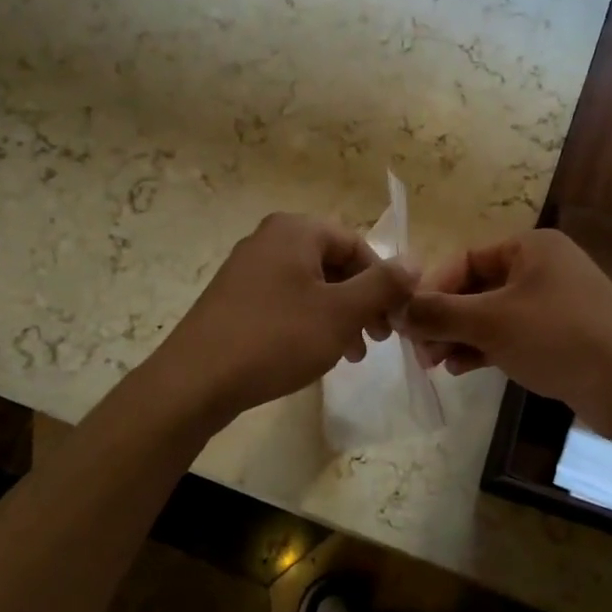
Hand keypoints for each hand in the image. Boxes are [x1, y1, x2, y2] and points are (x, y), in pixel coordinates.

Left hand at [152, 213, 415, 425]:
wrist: (196, 380)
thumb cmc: (277, 338)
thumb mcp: (341, 312)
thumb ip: (383, 285)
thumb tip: (415, 261)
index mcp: (295, 231)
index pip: (356, 244)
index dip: (383, 281)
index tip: (395, 319)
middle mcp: (269, 240)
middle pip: (333, 264)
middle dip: (361, 302)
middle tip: (378, 340)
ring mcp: (247, 269)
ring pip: (310, 286)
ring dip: (339, 317)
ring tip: (352, 355)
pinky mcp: (234, 299)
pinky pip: (285, 301)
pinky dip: (309, 322)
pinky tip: (316, 354)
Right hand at [403, 229, 611, 439]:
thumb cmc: (558, 337)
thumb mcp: (491, 322)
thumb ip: (440, 313)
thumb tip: (398, 309)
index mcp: (530, 247)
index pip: (465, 259)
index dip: (432, 289)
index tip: (407, 320)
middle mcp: (541, 268)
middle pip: (476, 288)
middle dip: (444, 319)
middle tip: (419, 351)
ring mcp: (552, 303)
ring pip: (491, 315)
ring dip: (460, 336)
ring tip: (435, 364)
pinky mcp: (559, 336)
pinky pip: (510, 335)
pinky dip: (484, 348)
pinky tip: (461, 369)